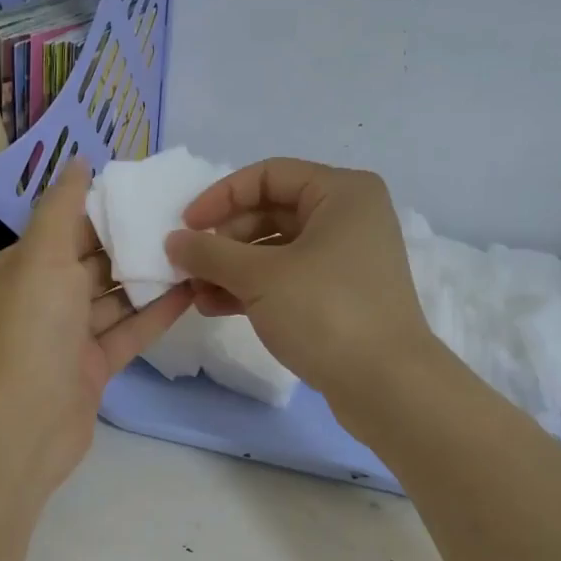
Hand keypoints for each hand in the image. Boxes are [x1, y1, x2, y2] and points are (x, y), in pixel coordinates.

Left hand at [0, 159, 191, 497]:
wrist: (25, 423)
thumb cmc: (32, 329)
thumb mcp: (43, 256)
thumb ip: (61, 207)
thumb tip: (77, 162)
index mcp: (23, 269)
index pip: (65, 228)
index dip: (103, 210)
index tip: (147, 192)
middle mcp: (43, 299)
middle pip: (92, 263)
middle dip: (131, 243)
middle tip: (181, 219)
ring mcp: (68, 337)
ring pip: (113, 299)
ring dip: (147, 278)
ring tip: (193, 250)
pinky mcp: (93, 367)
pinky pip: (127, 332)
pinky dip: (154, 314)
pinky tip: (189, 292)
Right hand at [164, 158, 436, 407]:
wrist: (387, 385)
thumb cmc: (326, 312)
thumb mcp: (260, 277)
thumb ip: (210, 253)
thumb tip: (174, 241)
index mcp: (341, 193)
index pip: (267, 176)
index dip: (221, 197)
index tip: (185, 226)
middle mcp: (348, 218)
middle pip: (270, 212)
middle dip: (224, 241)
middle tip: (189, 266)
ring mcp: (345, 260)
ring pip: (275, 250)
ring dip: (231, 269)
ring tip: (195, 294)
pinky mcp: (339, 296)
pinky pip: (286, 279)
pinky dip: (252, 289)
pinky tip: (216, 307)